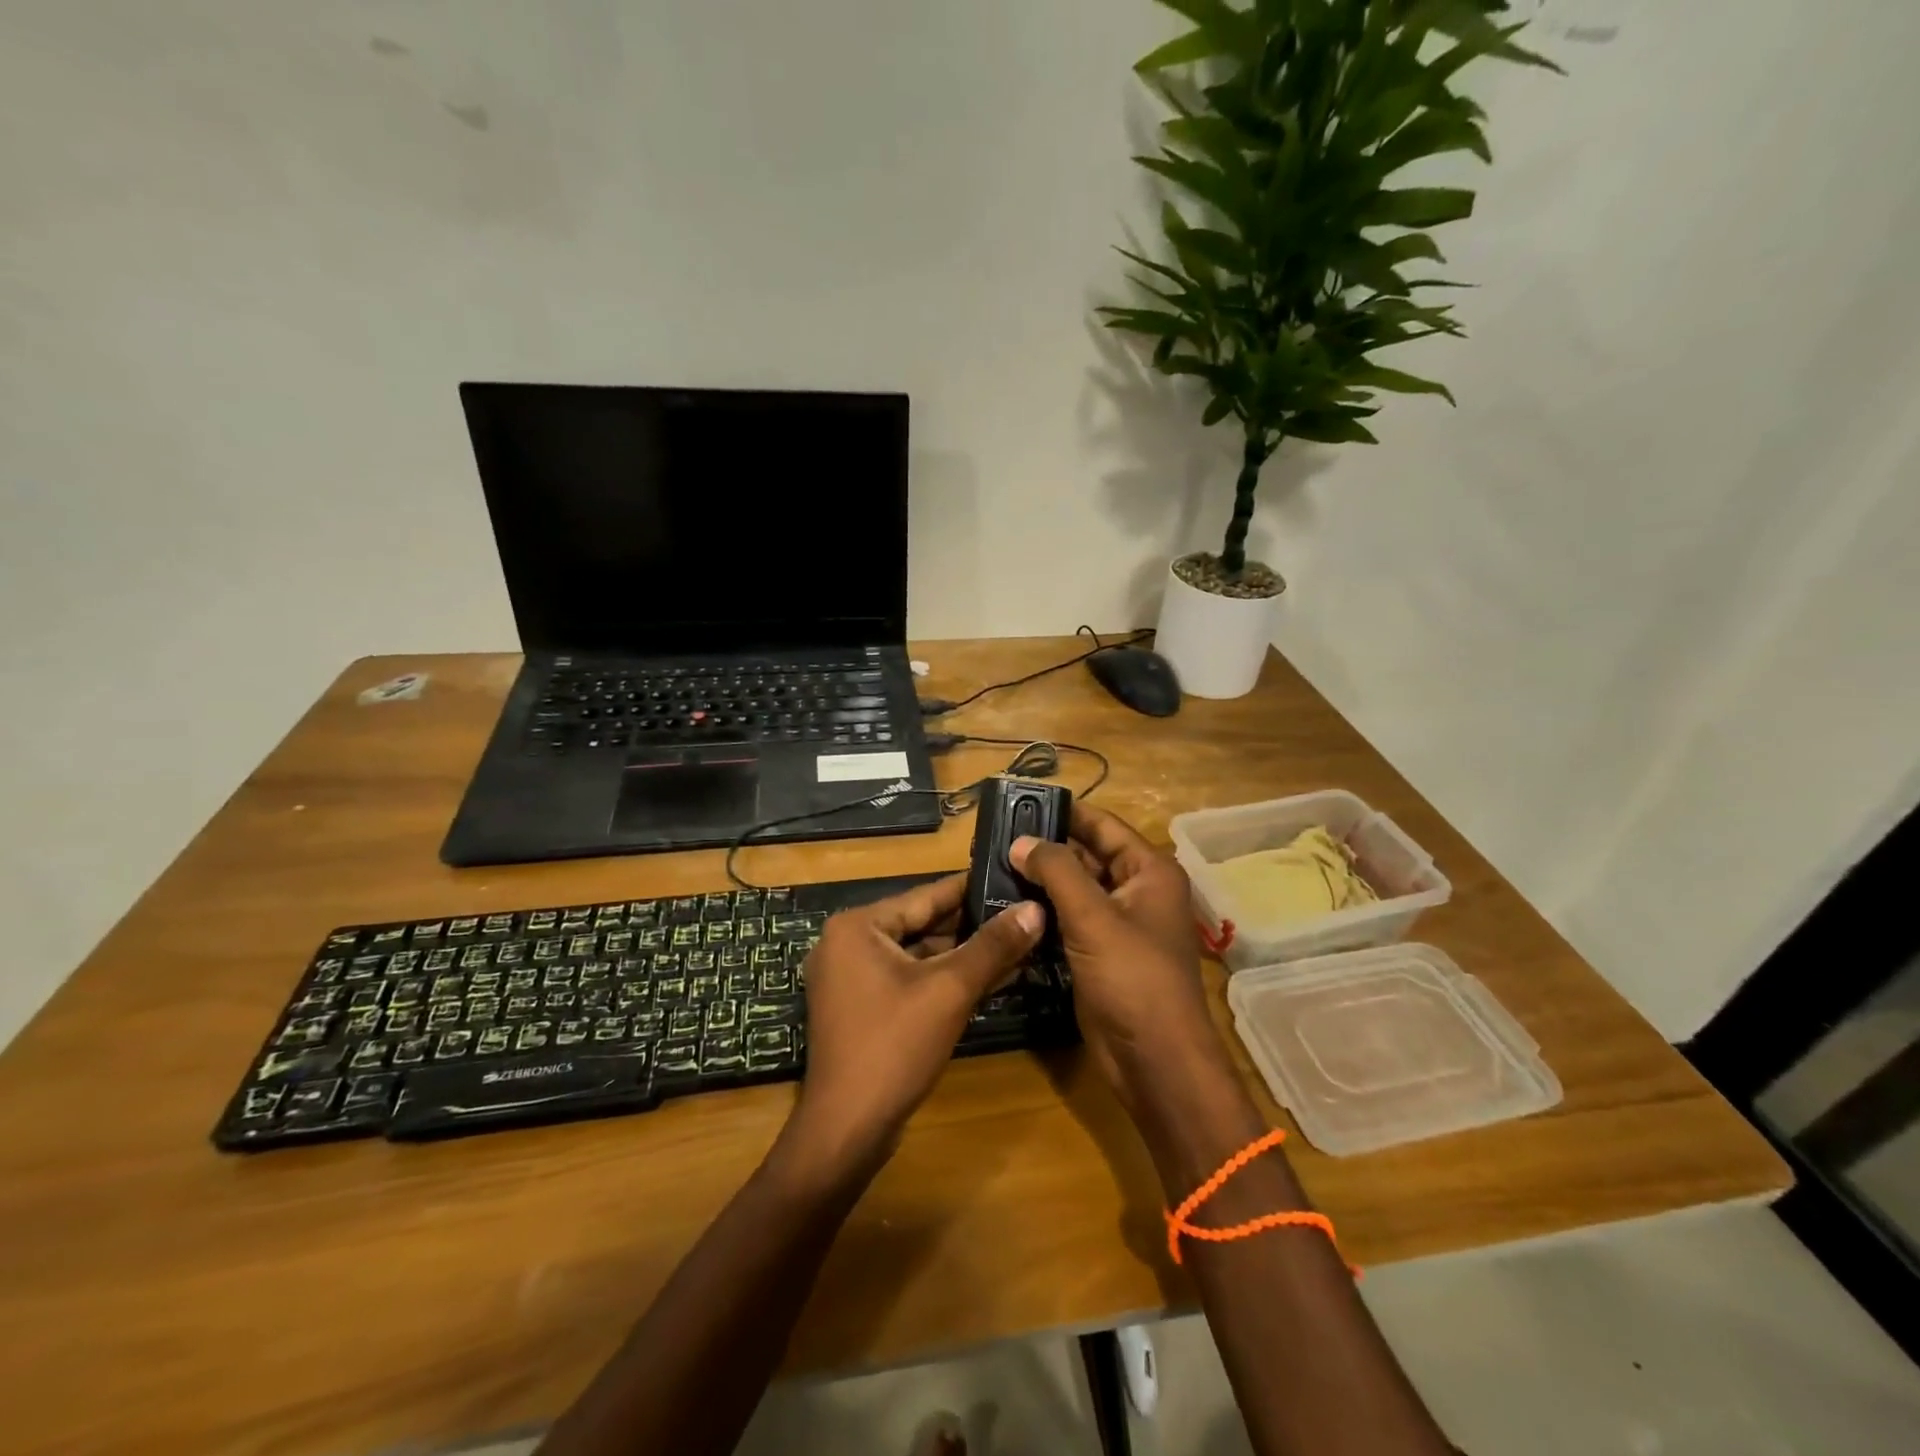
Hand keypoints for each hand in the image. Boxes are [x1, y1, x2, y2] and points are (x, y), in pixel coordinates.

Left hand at [786, 875, 1041, 1171]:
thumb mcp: (950, 990)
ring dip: (964, 955)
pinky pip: (910, 981)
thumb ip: (993, 946)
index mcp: (857, 926)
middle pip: (922, 924)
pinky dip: (944, 980)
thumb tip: (1035, 909)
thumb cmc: (894, 1046)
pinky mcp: (862, 1008)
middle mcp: (848, 943)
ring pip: (919, 955)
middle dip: (973, 925)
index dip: (972, 888)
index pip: (925, 895)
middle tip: (1023, 912)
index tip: (1012, 877)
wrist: (847, 1130)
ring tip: (1018, 943)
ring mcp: (851, 978)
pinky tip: (991, 979)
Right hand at [1011, 806, 1224, 1117]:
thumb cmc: (1133, 979)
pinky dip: (1044, 911)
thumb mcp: (1093, 917)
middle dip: (1046, 848)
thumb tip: (1020, 841)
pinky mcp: (1100, 953)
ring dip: (1041, 880)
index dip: (1065, 812)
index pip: (1103, 826)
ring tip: (992, 865)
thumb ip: (1057, 871)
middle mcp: (1137, 891)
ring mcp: (1118, 925)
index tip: (1021, 802)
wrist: (1154, 1060)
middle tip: (995, 837)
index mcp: (1149, 871)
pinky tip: (1007, 904)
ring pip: (1075, 889)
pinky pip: (1069, 920)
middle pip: (1087, 855)